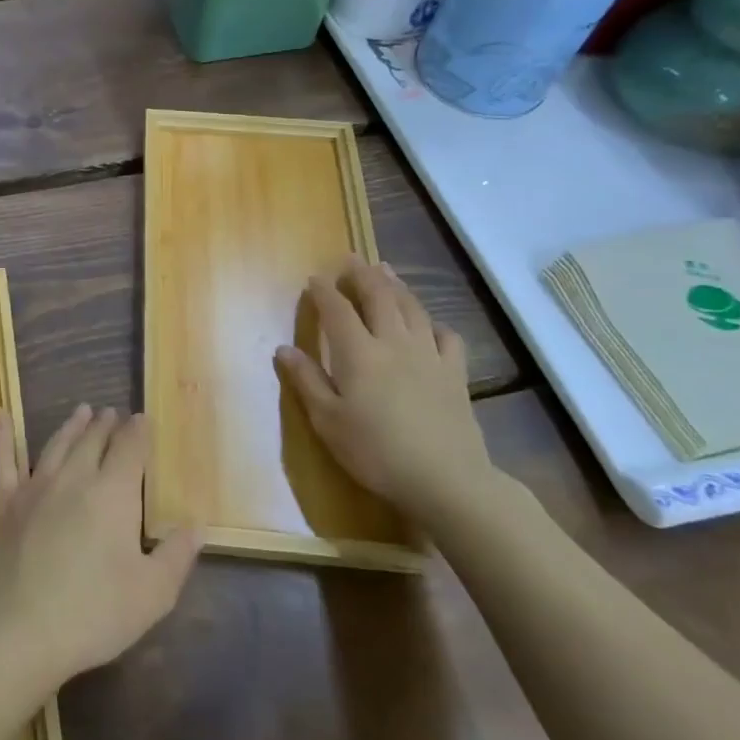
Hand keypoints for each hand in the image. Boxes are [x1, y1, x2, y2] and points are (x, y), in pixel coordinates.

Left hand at [0, 405, 199, 696]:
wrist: (21, 631)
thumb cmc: (94, 613)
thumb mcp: (153, 594)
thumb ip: (177, 555)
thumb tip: (197, 525)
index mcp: (114, 493)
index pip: (130, 449)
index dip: (139, 432)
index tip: (143, 419)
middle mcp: (75, 478)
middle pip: (93, 441)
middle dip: (107, 425)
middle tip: (112, 413)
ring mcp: (35, 488)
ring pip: (57, 445)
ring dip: (72, 426)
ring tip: (82, 411)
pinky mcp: (5, 505)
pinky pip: (3, 462)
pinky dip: (2, 436)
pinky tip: (0, 415)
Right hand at [274, 254, 494, 524]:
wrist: (446, 480)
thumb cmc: (375, 452)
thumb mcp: (327, 421)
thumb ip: (306, 381)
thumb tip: (283, 348)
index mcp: (358, 352)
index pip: (337, 310)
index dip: (323, 291)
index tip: (313, 279)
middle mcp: (394, 343)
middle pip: (379, 297)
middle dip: (362, 275)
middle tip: (351, 259)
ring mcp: (429, 356)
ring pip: (413, 308)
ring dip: (396, 286)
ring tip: (386, 271)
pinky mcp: (455, 374)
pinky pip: (447, 337)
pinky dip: (434, 323)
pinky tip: (429, 325)